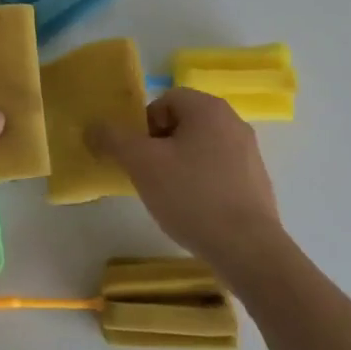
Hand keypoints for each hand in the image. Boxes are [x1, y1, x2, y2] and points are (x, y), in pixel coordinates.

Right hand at [88, 88, 286, 278]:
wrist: (248, 249)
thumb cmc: (192, 196)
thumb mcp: (142, 164)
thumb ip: (114, 139)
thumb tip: (93, 126)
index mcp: (208, 108)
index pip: (165, 100)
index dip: (145, 125)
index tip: (139, 156)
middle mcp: (233, 122)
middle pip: (183, 123)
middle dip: (160, 146)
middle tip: (149, 175)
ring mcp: (249, 153)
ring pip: (201, 148)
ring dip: (180, 165)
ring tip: (170, 196)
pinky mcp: (257, 182)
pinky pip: (219, 171)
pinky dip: (202, 184)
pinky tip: (195, 211)